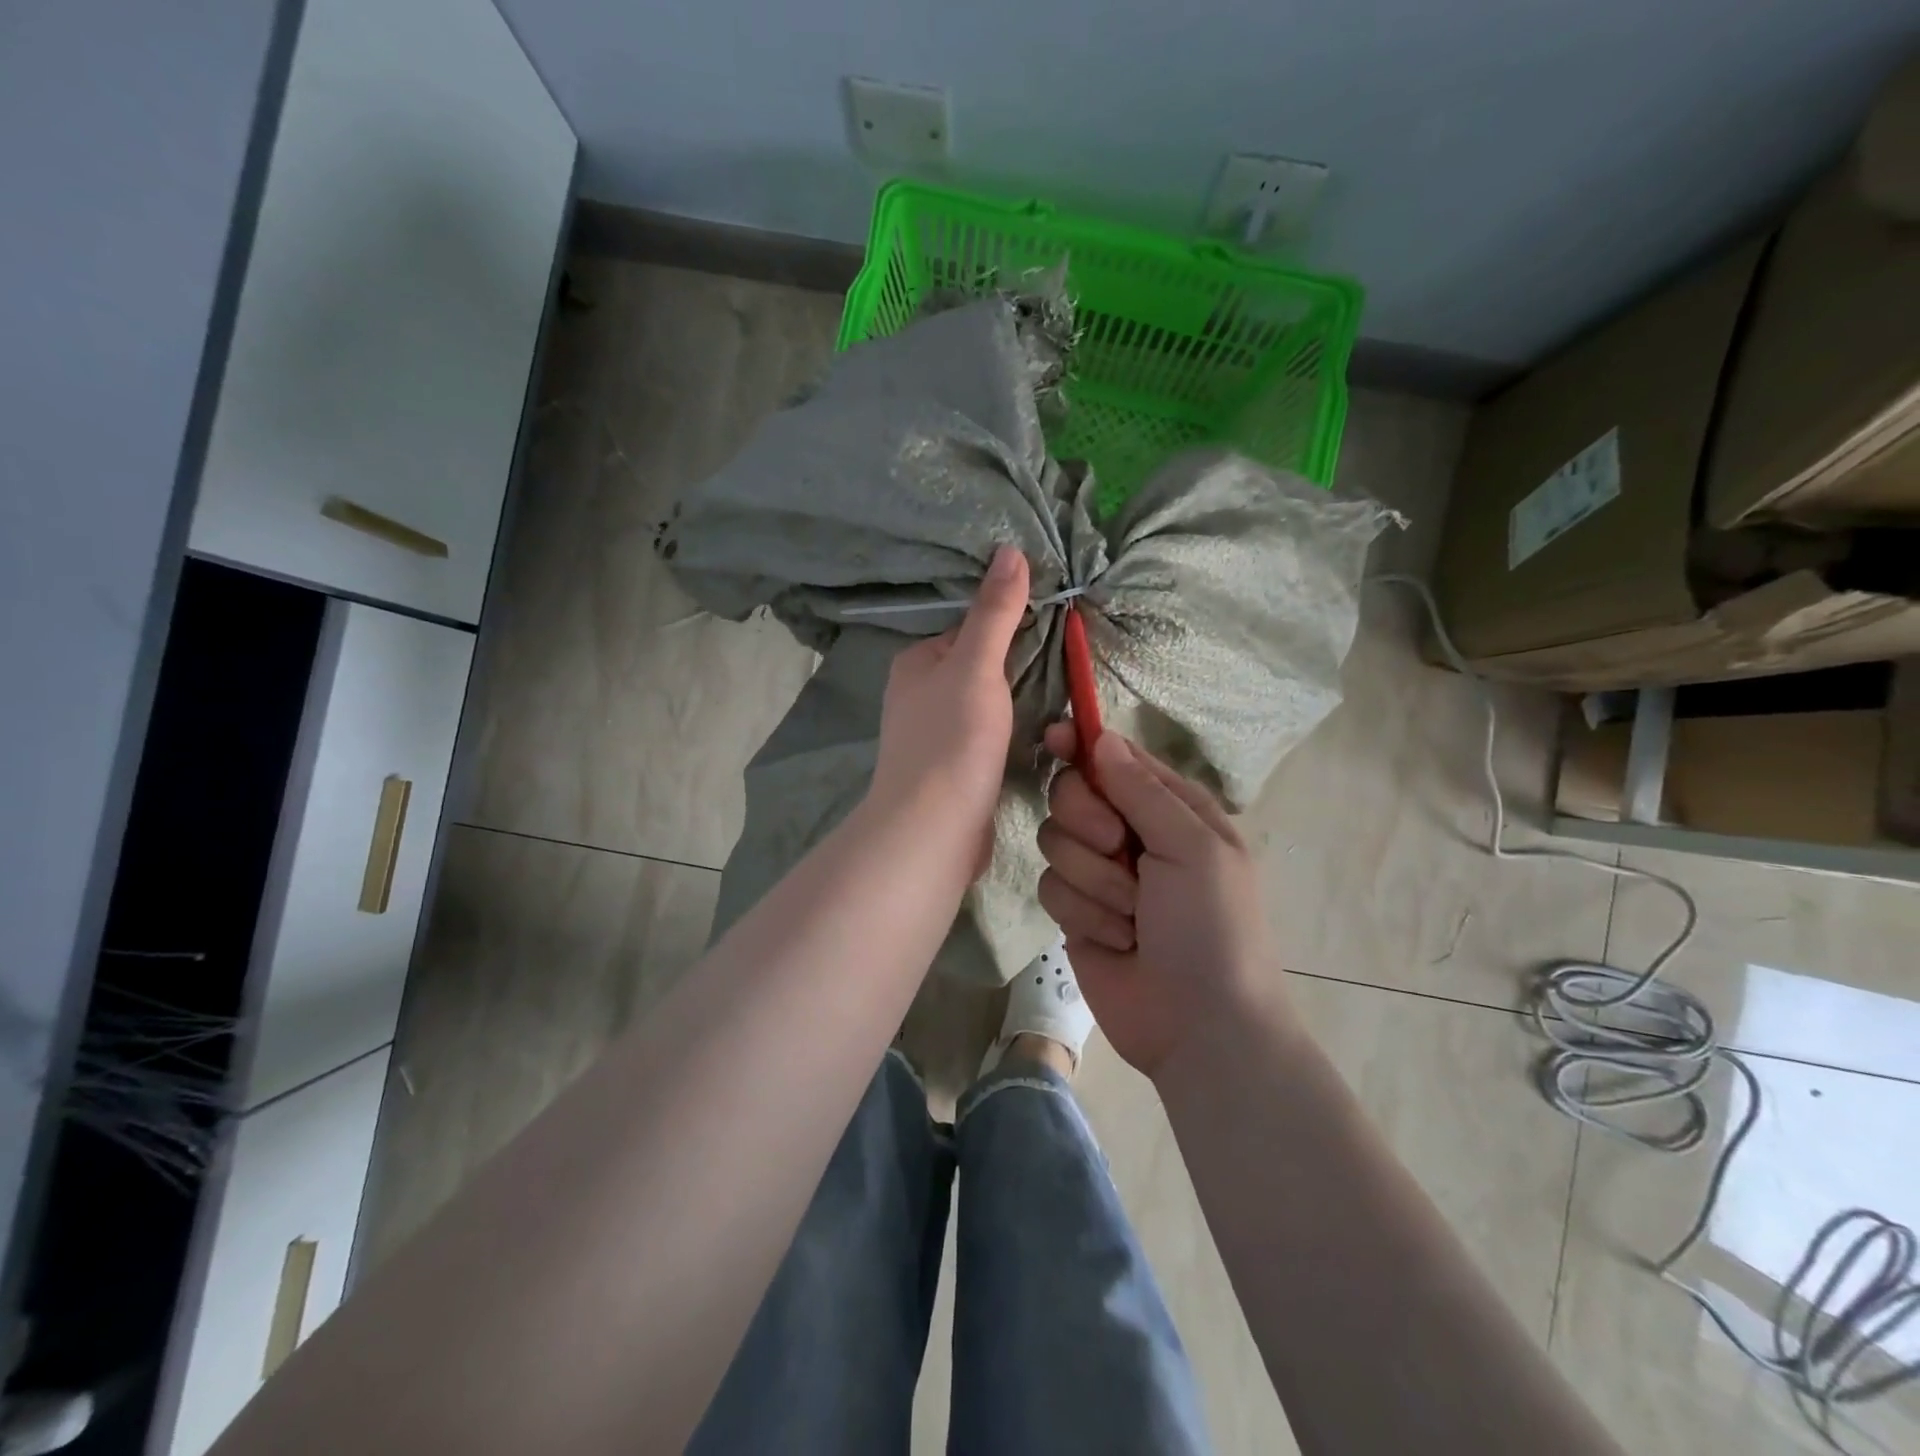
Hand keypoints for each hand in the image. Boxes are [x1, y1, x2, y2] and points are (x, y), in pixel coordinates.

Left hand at [865, 546, 1029, 864]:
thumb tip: (1009, 549)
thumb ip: (994, 613)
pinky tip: (1036, 738)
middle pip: (977, 667)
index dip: (1008, 626)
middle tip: (1065, 664)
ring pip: (983, 704)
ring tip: (1060, 700)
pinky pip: (985, 737)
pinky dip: (1008, 733)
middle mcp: (917, 695)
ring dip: (1015, 702)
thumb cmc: (952, 740)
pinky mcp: (950, 769)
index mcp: (915, 663)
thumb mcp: (976, 666)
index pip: (968, 629)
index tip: (1052, 627)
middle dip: (1015, 666)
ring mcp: (932, 735)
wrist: (933, 830)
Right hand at [1037, 727, 1281, 1076]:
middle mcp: (1131, 834)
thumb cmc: (1212, 928)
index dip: (1083, 745)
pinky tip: (1116, 940)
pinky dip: (1083, 914)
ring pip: (1055, 842)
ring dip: (1094, 881)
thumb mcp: (1193, 849)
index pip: (1115, 758)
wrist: (1199, 1026)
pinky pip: (1050, 887)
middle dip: (1089, 823)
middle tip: (1119, 849)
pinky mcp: (1075, 911)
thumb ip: (1142, 790)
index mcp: (1170, 809)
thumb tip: (1100, 736)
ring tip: (1133, 916)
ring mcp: (1100, 873)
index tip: (1055, 737)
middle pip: (1071, 794)